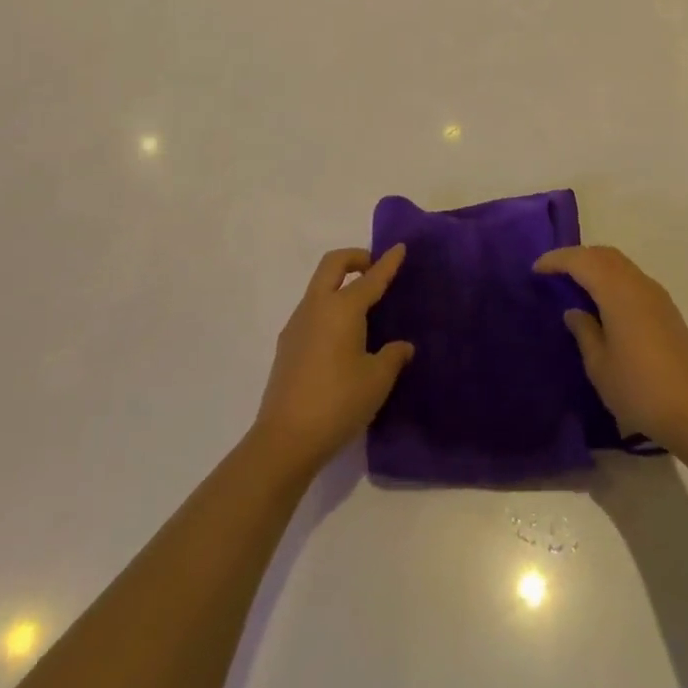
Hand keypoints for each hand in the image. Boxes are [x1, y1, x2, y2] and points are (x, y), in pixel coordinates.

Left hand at [251, 246, 414, 474]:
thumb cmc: (338, 402)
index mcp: (342, 308)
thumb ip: (393, 356)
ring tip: (362, 308)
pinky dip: (329, 307)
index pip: (370, 278)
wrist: (285, 440)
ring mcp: (296, 325)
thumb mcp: (377, 380)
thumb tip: (402, 346)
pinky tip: (342, 337)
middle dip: (355, 258)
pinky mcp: (286, 346)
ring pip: (319, 287)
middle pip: (333, 265)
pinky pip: (311, 310)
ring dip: (339, 283)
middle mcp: (316, 307)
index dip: (388, 263)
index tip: (399, 247)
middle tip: (373, 268)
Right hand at [534, 244, 687, 454]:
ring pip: (621, 264)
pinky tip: (604, 301)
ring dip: (596, 265)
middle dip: (577, 256)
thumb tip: (574, 311)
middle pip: (604, 255)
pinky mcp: (668, 310)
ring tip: (576, 283)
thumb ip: (584, 331)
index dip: (557, 260)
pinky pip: (633, 278)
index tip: (536, 269)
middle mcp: (639, 284)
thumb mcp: (599, 365)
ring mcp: (657, 295)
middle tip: (554, 271)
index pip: (582, 261)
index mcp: (618, 293)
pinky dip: (613, 278)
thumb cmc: (638, 390)